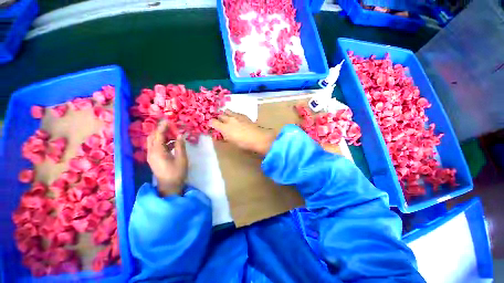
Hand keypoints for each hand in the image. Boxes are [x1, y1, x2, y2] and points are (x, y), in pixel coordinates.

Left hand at [147, 121, 187, 195]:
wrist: (169, 187)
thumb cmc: (177, 173)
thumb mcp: (181, 158)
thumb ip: (180, 146)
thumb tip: (180, 136)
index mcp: (158, 151)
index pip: (159, 135)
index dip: (164, 127)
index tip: (169, 120)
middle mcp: (151, 152)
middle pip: (152, 137)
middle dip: (161, 130)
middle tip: (172, 127)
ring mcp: (151, 156)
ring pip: (153, 141)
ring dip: (162, 136)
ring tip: (174, 134)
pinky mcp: (153, 159)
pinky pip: (155, 146)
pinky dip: (162, 142)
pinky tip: (172, 143)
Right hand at [210, 110, 276, 155]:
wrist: (257, 137)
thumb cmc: (243, 143)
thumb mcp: (231, 142)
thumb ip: (224, 137)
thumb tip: (221, 135)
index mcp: (224, 128)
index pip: (212, 122)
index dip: (211, 124)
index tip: (212, 126)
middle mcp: (228, 119)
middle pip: (219, 115)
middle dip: (218, 118)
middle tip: (220, 123)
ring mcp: (236, 116)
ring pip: (227, 111)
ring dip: (225, 114)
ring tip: (227, 118)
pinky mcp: (243, 115)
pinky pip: (235, 112)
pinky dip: (233, 114)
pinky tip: (236, 118)